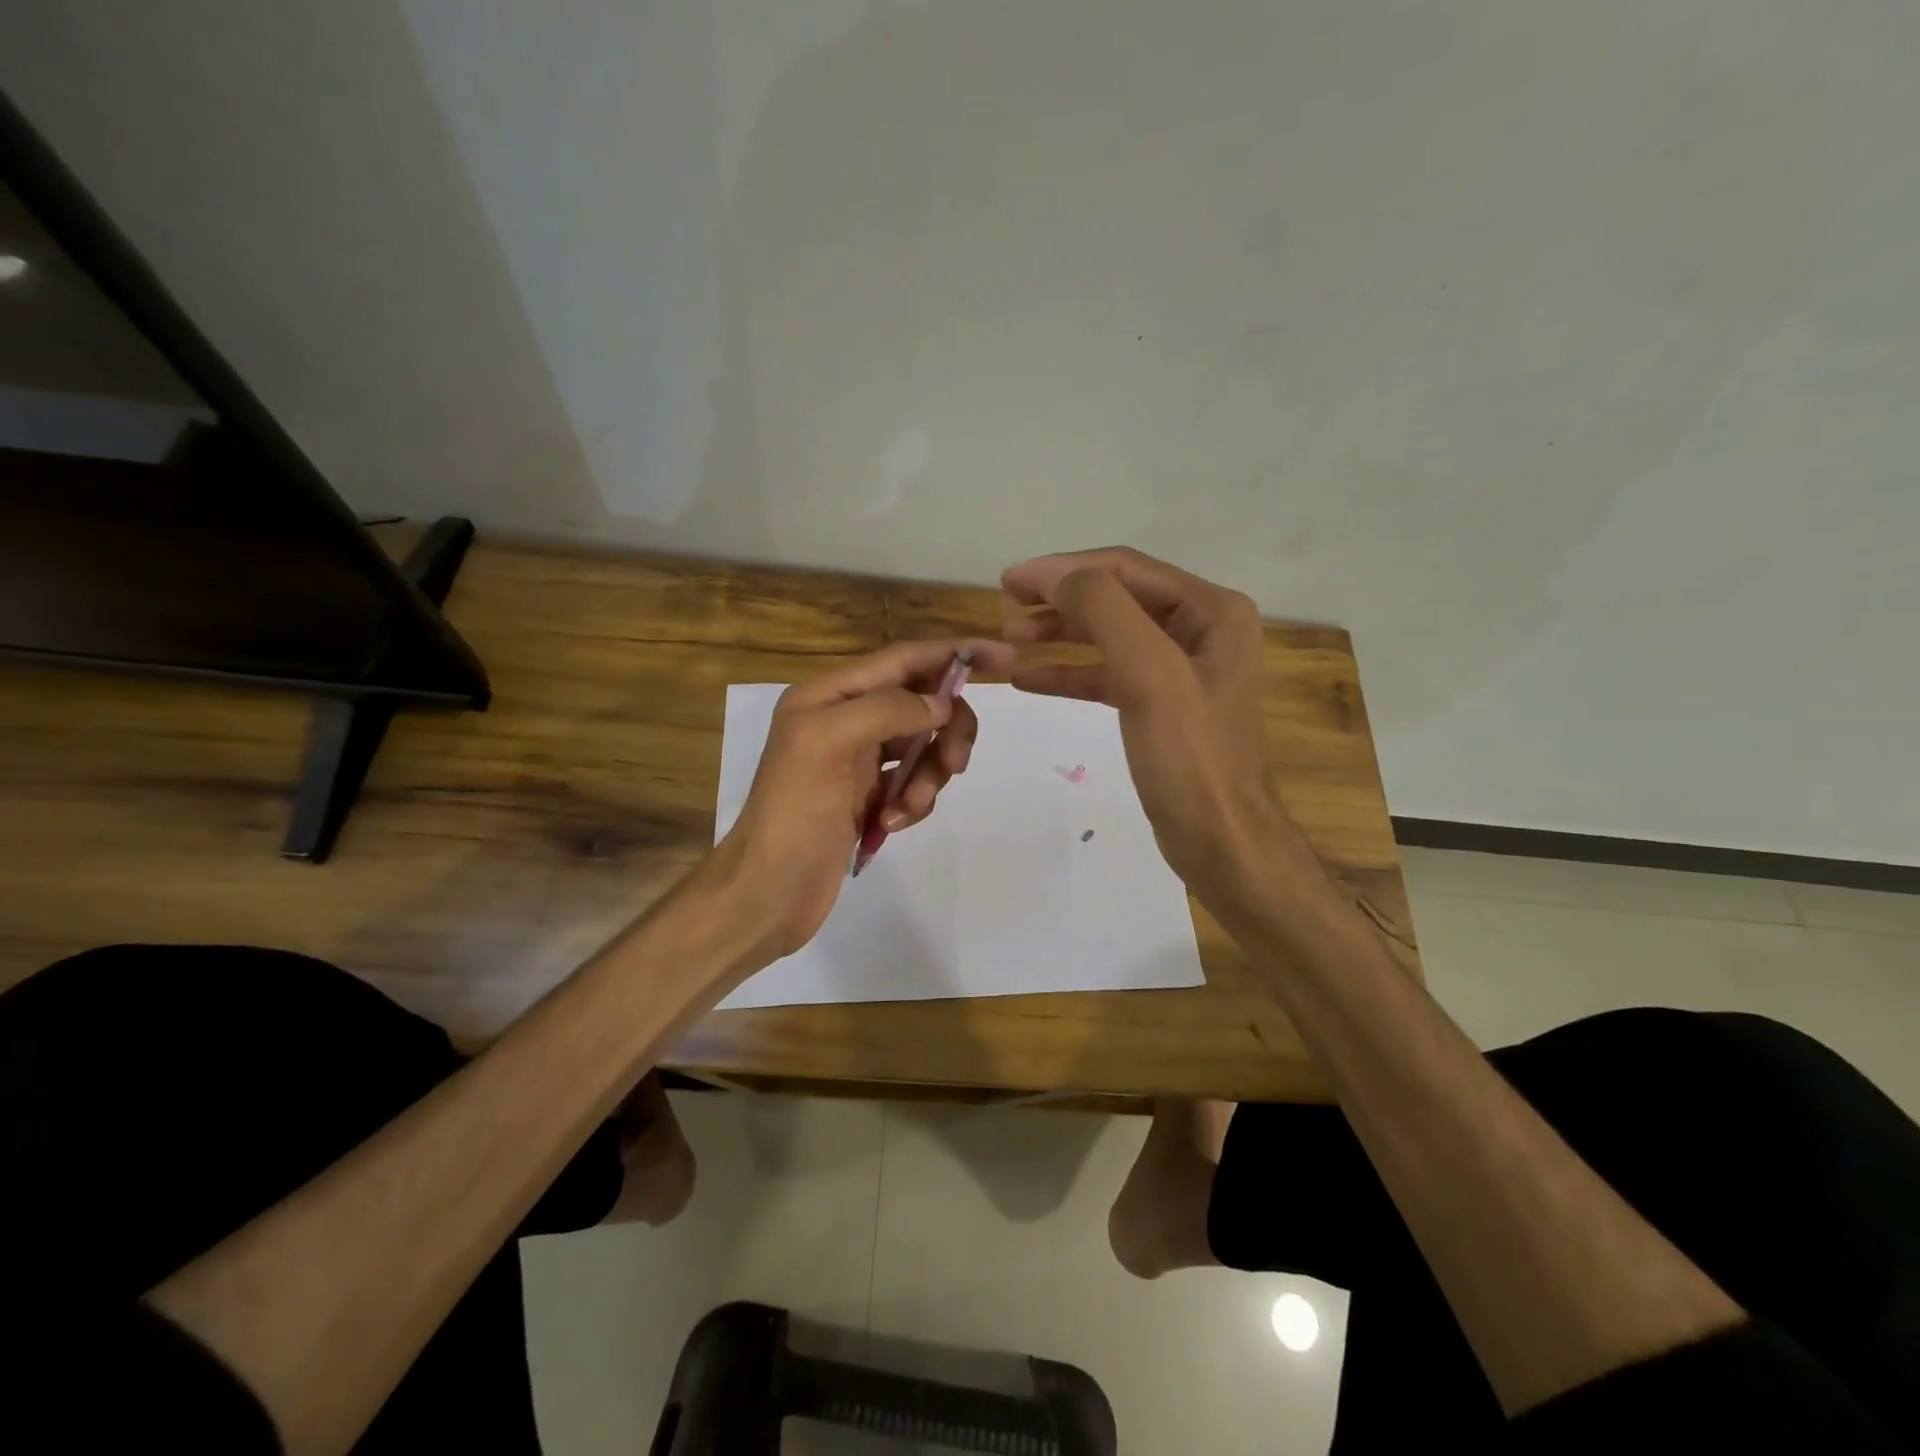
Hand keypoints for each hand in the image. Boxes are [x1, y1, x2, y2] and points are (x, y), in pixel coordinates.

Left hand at [717, 638, 1013, 959]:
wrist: (767, 893)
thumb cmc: (792, 815)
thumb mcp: (827, 745)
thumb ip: (886, 710)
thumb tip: (941, 704)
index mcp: (830, 696)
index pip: (905, 659)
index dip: (955, 653)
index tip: (1005, 658)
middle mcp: (846, 719)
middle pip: (923, 704)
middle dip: (947, 730)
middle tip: (957, 764)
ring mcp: (859, 761)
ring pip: (924, 747)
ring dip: (929, 776)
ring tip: (906, 809)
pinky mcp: (869, 797)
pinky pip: (913, 784)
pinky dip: (913, 802)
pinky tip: (889, 825)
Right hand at [1002, 547, 1293, 904]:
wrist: (1221, 840)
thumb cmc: (1190, 757)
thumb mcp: (1149, 675)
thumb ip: (1104, 611)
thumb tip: (1056, 577)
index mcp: (1212, 611)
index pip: (1125, 569)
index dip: (1063, 569)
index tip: (1009, 581)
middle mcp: (1202, 630)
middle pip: (1116, 598)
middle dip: (1059, 601)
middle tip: (1005, 610)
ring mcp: (1181, 669)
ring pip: (1108, 636)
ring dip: (1059, 635)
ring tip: (1010, 642)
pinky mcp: (1162, 706)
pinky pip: (1109, 675)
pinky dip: (1069, 673)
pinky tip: (1029, 679)